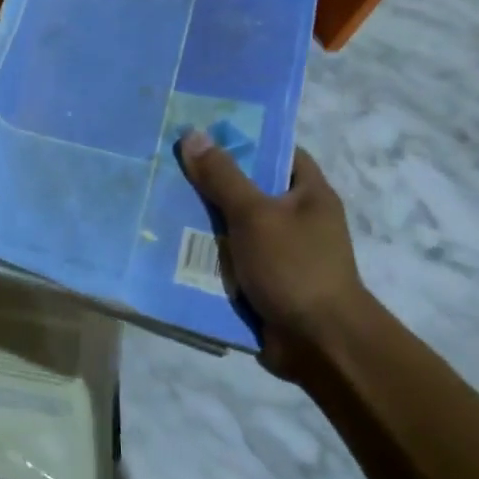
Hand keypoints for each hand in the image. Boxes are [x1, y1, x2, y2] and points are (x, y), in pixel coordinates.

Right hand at [178, 131, 369, 356]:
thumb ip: (223, 177)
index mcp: (309, 194)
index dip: (245, 140)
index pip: (279, 151)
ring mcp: (281, 253)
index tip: (203, 135)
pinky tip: (171, 246)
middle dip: (212, 182)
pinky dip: (207, 256)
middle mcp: (298, 219)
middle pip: (250, 189)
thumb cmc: (294, 267)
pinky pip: (230, 260)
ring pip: (235, 227)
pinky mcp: (264, 282)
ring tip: (160, 202)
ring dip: (204, 222)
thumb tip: (193, 135)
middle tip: (169, 167)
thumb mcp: (254, 214)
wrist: (318, 344)